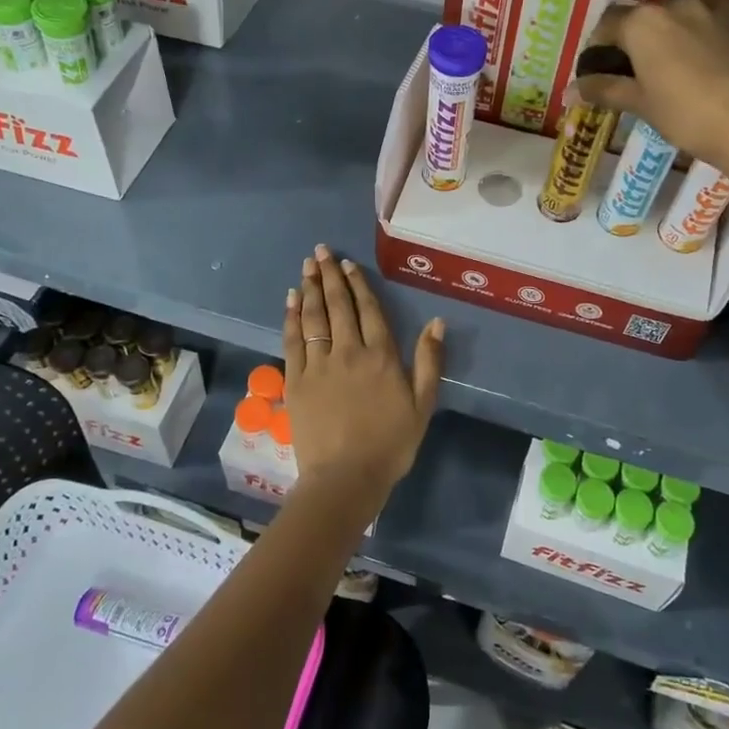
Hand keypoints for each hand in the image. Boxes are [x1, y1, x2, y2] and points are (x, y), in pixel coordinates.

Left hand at [283, 245, 443, 509]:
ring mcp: (319, 364)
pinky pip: (293, 340)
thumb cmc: (390, 443)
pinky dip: (291, 317)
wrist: (346, 477)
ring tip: (306, 265)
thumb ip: (429, 361)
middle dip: (329, 275)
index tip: (347, 264)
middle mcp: (348, 351)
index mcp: (381, 356)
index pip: (368, 309)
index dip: (357, 283)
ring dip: (309, 288)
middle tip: (320, 251)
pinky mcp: (296, 379)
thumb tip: (437, 321)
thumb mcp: (422, 404)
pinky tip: (291, 299)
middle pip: (337, 305)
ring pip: (313, 316)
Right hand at [577, 0, 728, 185]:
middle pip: (643, 15)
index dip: (598, 48)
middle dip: (634, 38)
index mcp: (642, 22)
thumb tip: (569, 91)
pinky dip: (699, 27)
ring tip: (671, 60)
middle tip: (636, 70)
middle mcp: (675, 3)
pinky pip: (711, 14)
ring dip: (668, 29)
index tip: (600, 71)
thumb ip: (604, 89)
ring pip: (679, 10)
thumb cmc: (687, 115)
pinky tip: (702, 51)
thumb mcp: (641, 104)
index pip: (607, 25)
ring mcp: (713, 6)